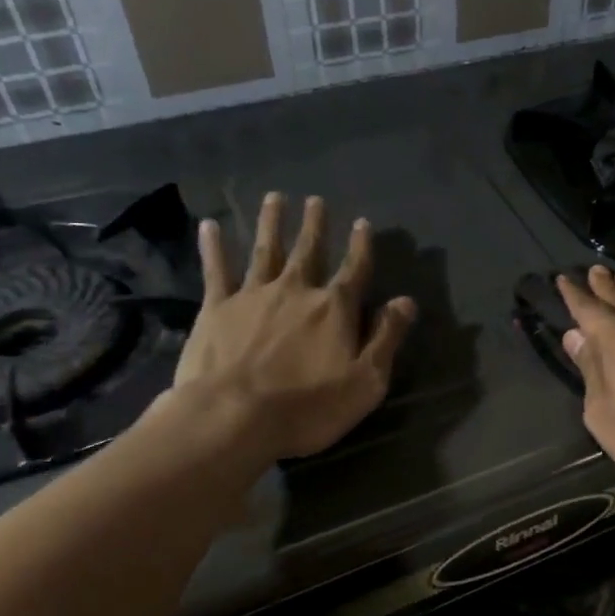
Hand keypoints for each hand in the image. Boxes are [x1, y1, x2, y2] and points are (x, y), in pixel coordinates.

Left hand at [166, 193, 416, 459]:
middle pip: (309, 250)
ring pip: (265, 250)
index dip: (361, 246)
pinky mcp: (216, 309)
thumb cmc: (308, 407)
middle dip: (314, 225)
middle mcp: (296, 291)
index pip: (354, 269)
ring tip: (274, 198)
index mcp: (334, 309)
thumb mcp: (366, 381)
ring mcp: (253, 296)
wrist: (233, 417)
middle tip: (315, 200)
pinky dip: (213, 247)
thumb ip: (387, 338)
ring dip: (270, 223)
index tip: (362, 222)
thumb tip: (406, 301)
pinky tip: (208, 225)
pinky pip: (216, 270)